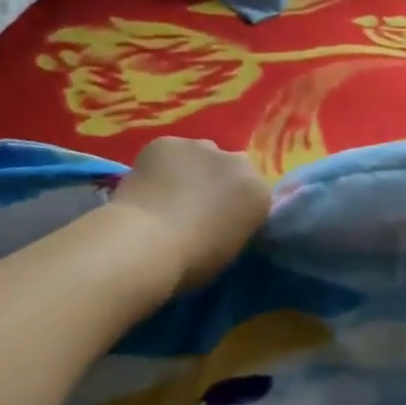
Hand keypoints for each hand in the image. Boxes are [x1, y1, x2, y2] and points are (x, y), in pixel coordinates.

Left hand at [110, 138, 272, 290]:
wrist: (147, 243)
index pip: (253, 194)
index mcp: (258, 193)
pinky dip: (160, 165)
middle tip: (194, 206)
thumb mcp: (228, 251)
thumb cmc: (192, 262)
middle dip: (216, 181)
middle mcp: (237, 161)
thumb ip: (233, 225)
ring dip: (189, 170)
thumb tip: (220, 220)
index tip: (219, 223)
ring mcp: (200, 146)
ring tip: (167, 196)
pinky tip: (147, 186)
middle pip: (229, 167)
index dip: (235, 208)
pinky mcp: (166, 142)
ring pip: (198, 155)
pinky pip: (167, 153)